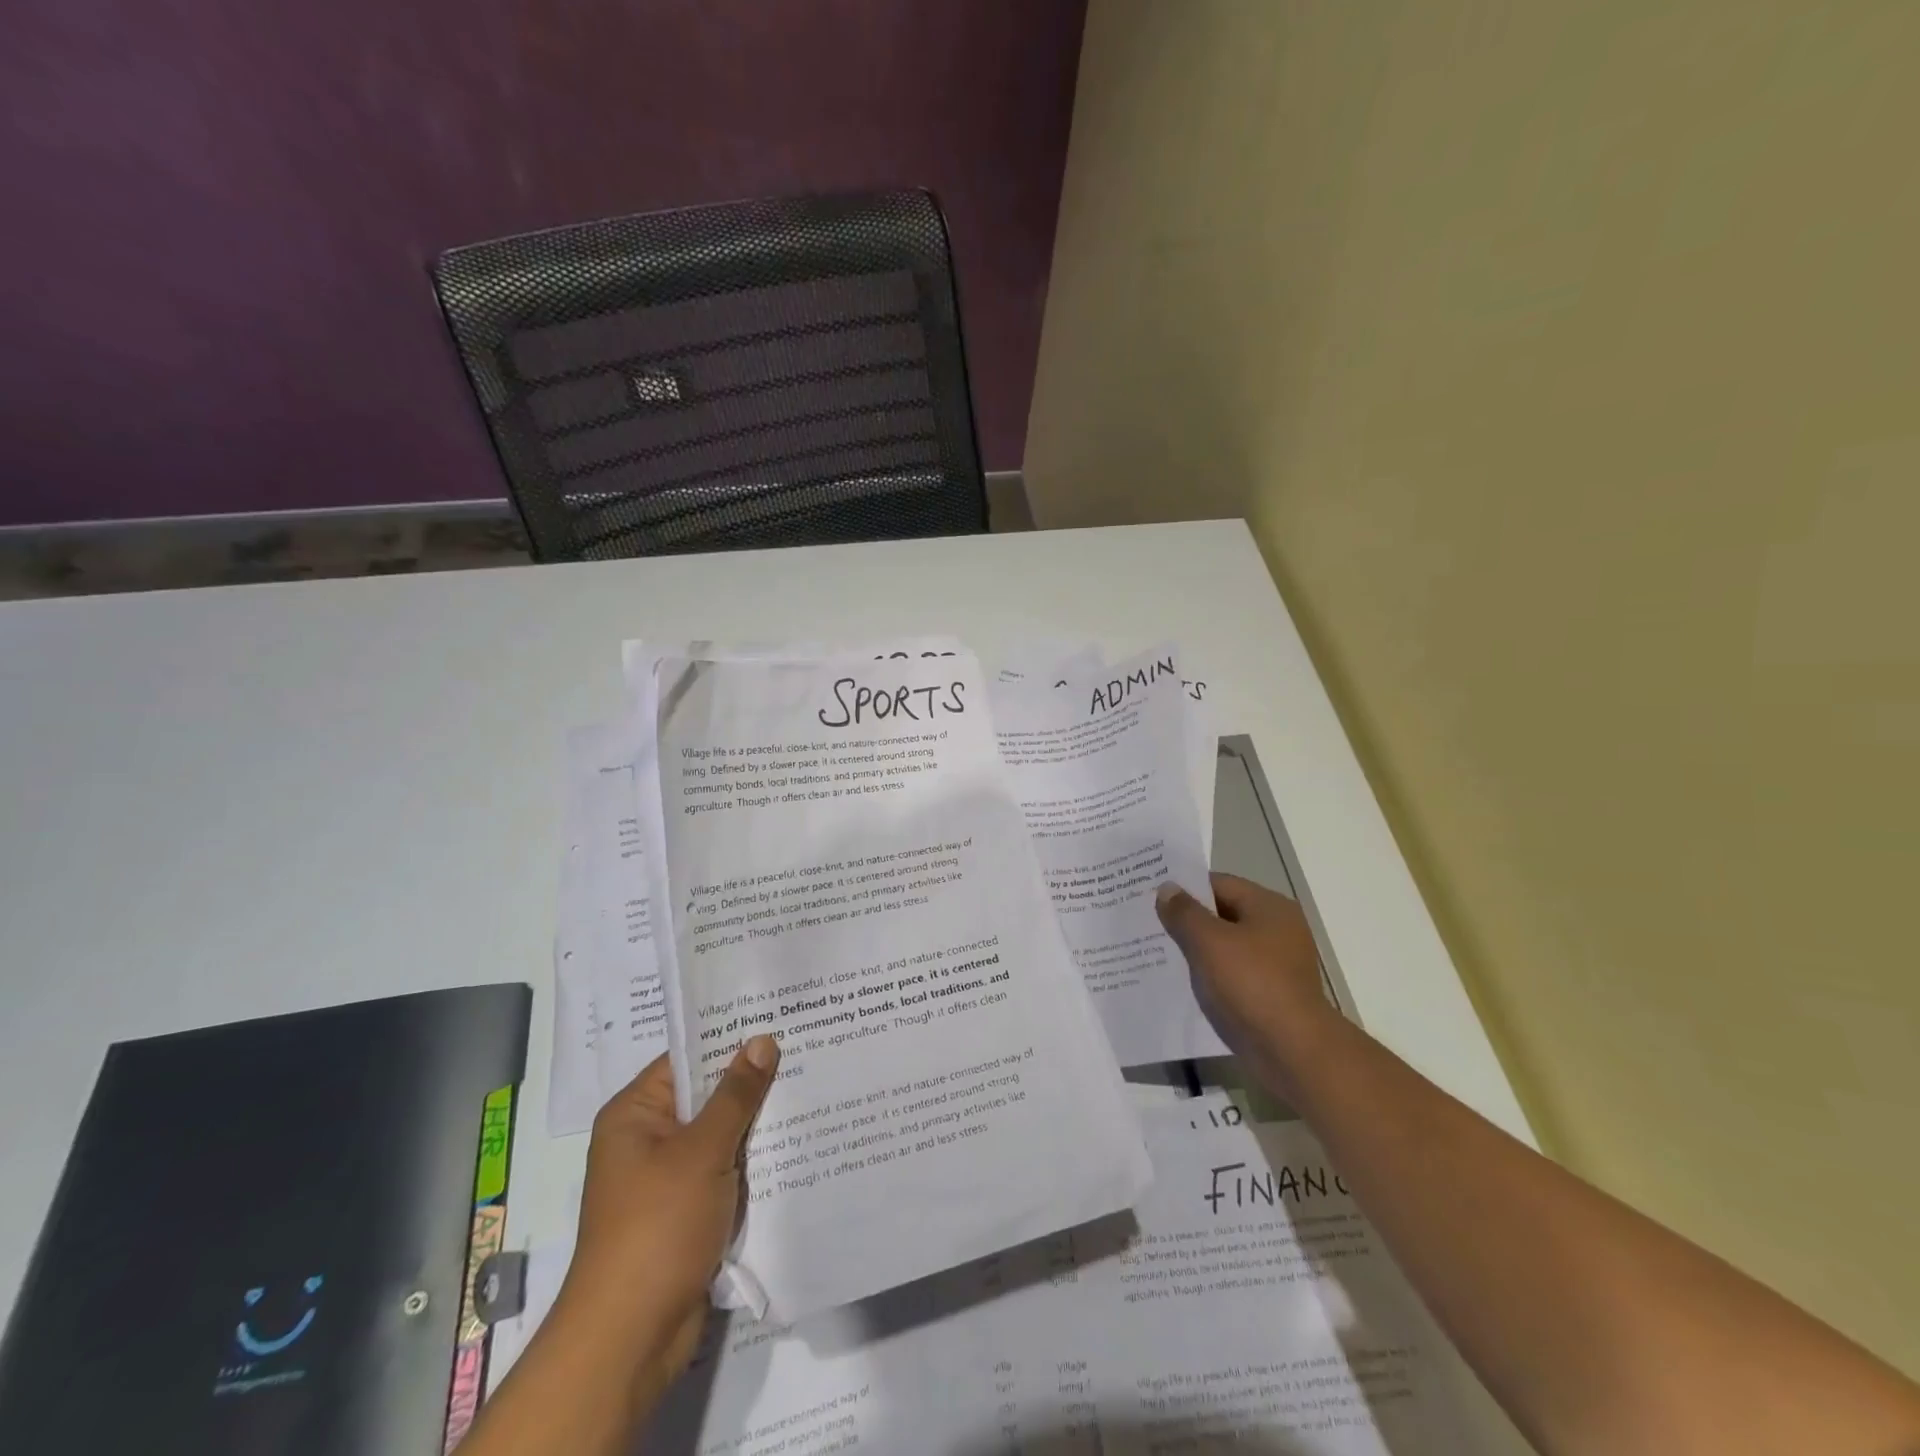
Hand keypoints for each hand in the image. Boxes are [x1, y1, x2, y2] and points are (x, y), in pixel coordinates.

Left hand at [556, 1036, 780, 1387]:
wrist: (630, 1338)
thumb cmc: (657, 1228)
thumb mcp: (701, 1152)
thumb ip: (736, 1095)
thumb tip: (761, 1040)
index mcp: (635, 1114)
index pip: (687, 1058)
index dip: (730, 1038)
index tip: (777, 1019)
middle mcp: (647, 1139)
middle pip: (707, 1096)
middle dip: (752, 1082)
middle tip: (805, 1049)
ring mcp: (667, 1178)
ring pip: (721, 1135)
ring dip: (757, 1124)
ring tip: (812, 1087)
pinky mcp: (686, 1212)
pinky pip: (725, 1171)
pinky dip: (753, 1161)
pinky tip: (796, 1144)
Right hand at [1156, 874, 1339, 1099]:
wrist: (1293, 1051)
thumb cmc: (1251, 985)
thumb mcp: (1209, 942)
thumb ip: (1184, 912)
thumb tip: (1167, 888)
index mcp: (1269, 907)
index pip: (1218, 883)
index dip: (1184, 887)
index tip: (1150, 894)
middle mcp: (1277, 929)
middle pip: (1222, 913)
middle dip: (1186, 919)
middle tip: (1146, 921)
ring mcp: (1275, 963)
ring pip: (1225, 946)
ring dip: (1195, 948)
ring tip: (1156, 951)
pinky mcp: (1270, 993)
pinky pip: (1231, 973)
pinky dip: (1209, 974)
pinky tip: (1181, 980)